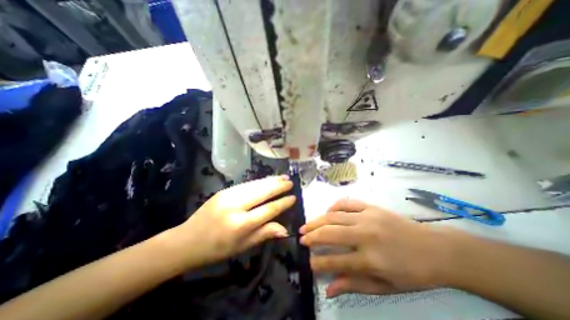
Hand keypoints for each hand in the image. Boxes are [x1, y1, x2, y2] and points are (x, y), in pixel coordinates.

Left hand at [172, 175, 292, 267]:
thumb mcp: (242, 246)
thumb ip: (264, 234)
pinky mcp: (224, 190)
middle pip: (262, 192)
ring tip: (282, 177)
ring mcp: (228, 196)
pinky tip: (267, 180)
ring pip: (255, 185)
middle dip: (278, 186)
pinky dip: (259, 181)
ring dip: (270, 180)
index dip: (282, 203)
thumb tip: (285, 229)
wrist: (187, 240)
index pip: (268, 210)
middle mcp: (235, 206)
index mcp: (240, 225)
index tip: (293, 197)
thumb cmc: (217, 249)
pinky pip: (246, 184)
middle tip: (290, 181)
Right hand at [299, 200, 455, 297]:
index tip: (308, 262)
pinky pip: (347, 202)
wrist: (435, 248)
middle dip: (312, 236)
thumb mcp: (386, 286)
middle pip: (330, 233)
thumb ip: (355, 285)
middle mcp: (366, 235)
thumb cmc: (412, 272)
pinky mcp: (371, 207)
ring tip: (306, 225)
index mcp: (371, 259)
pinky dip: (333, 206)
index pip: (336, 261)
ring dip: (317, 221)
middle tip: (301, 238)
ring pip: (334, 216)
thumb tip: (329, 289)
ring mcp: (368, 217)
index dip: (318, 263)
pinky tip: (327, 212)